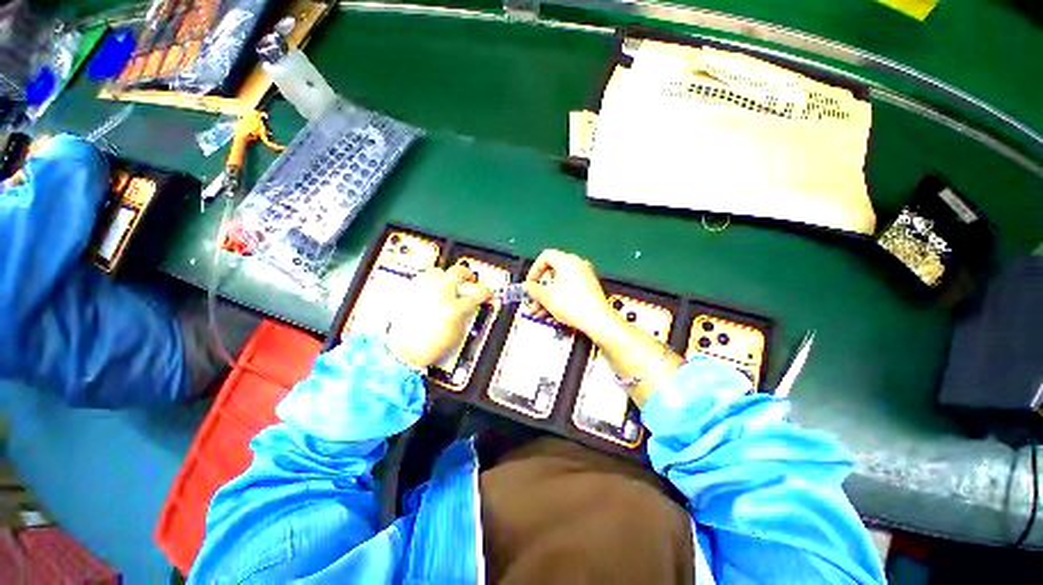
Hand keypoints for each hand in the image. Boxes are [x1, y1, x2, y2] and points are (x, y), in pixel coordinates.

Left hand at [387, 264, 491, 369]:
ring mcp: (422, 291)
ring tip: (449, 284)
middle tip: (471, 280)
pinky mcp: (410, 292)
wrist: (404, 352)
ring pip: (438, 271)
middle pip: (458, 272)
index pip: (477, 294)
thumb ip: (466, 314)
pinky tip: (432, 290)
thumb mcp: (457, 333)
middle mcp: (438, 295)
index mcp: (453, 309)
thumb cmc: (429, 347)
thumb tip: (471, 304)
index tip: (487, 294)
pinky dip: (430, 281)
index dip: (485, 293)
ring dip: (447, 276)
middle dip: (468, 275)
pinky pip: (423, 278)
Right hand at [523, 249, 616, 339]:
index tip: (530, 284)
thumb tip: (529, 286)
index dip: (534, 270)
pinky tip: (553, 312)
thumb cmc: (572, 305)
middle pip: (553, 270)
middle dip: (541, 287)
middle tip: (534, 300)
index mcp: (566, 261)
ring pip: (561, 281)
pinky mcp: (590, 287)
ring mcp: (585, 275)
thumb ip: (533, 289)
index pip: (545, 256)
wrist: (597, 320)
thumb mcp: (546, 297)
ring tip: (541, 311)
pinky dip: (560, 296)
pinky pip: (570, 287)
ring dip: (548, 295)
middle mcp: (577, 264)